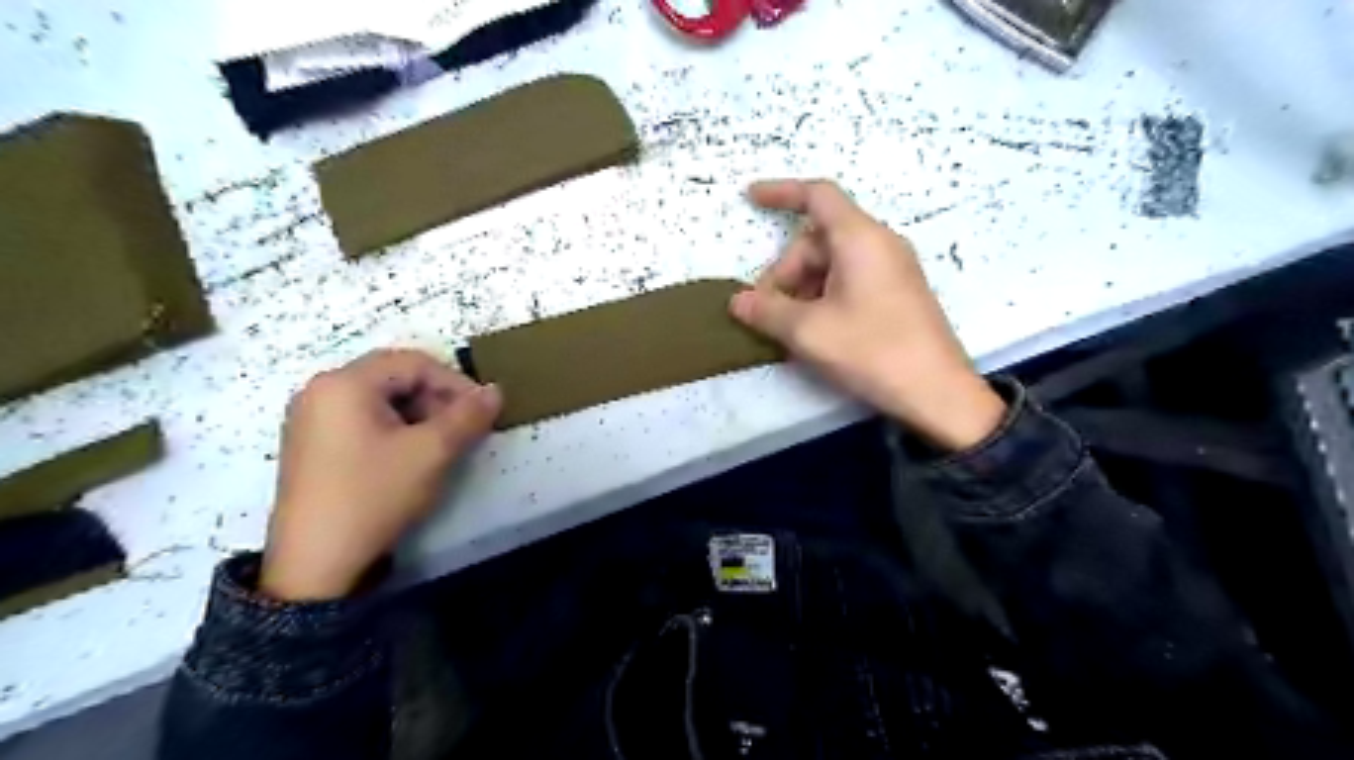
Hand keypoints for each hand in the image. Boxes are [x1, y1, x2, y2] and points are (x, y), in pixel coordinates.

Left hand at [260, 347, 501, 600]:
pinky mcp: (311, 445)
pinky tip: (409, 457)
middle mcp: (321, 390)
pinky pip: (362, 419)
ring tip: (440, 446)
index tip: (482, 411)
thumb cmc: (374, 495)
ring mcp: (310, 418)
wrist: (316, 564)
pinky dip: (394, 429)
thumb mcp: (431, 453)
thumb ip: (468, 416)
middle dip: (436, 399)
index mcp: (344, 383)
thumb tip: (496, 390)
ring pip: (380, 400)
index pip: (414, 363)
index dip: (455, 383)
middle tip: (462, 430)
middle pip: (395, 377)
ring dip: (419, 415)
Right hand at [731, 178, 1002, 451]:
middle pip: (818, 240)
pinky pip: (850, 282)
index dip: (780, 192)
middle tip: (768, 314)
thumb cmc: (872, 351)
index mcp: (860, 238)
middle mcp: (879, 244)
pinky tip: (814, 333)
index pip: (817, 196)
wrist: (937, 393)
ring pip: (832, 264)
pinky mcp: (897, 294)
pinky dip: (823, 299)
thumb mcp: (808, 331)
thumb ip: (767, 311)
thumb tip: (737, 301)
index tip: (750, 198)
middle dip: (786, 271)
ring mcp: (892, 270)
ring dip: (802, 290)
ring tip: (790, 331)